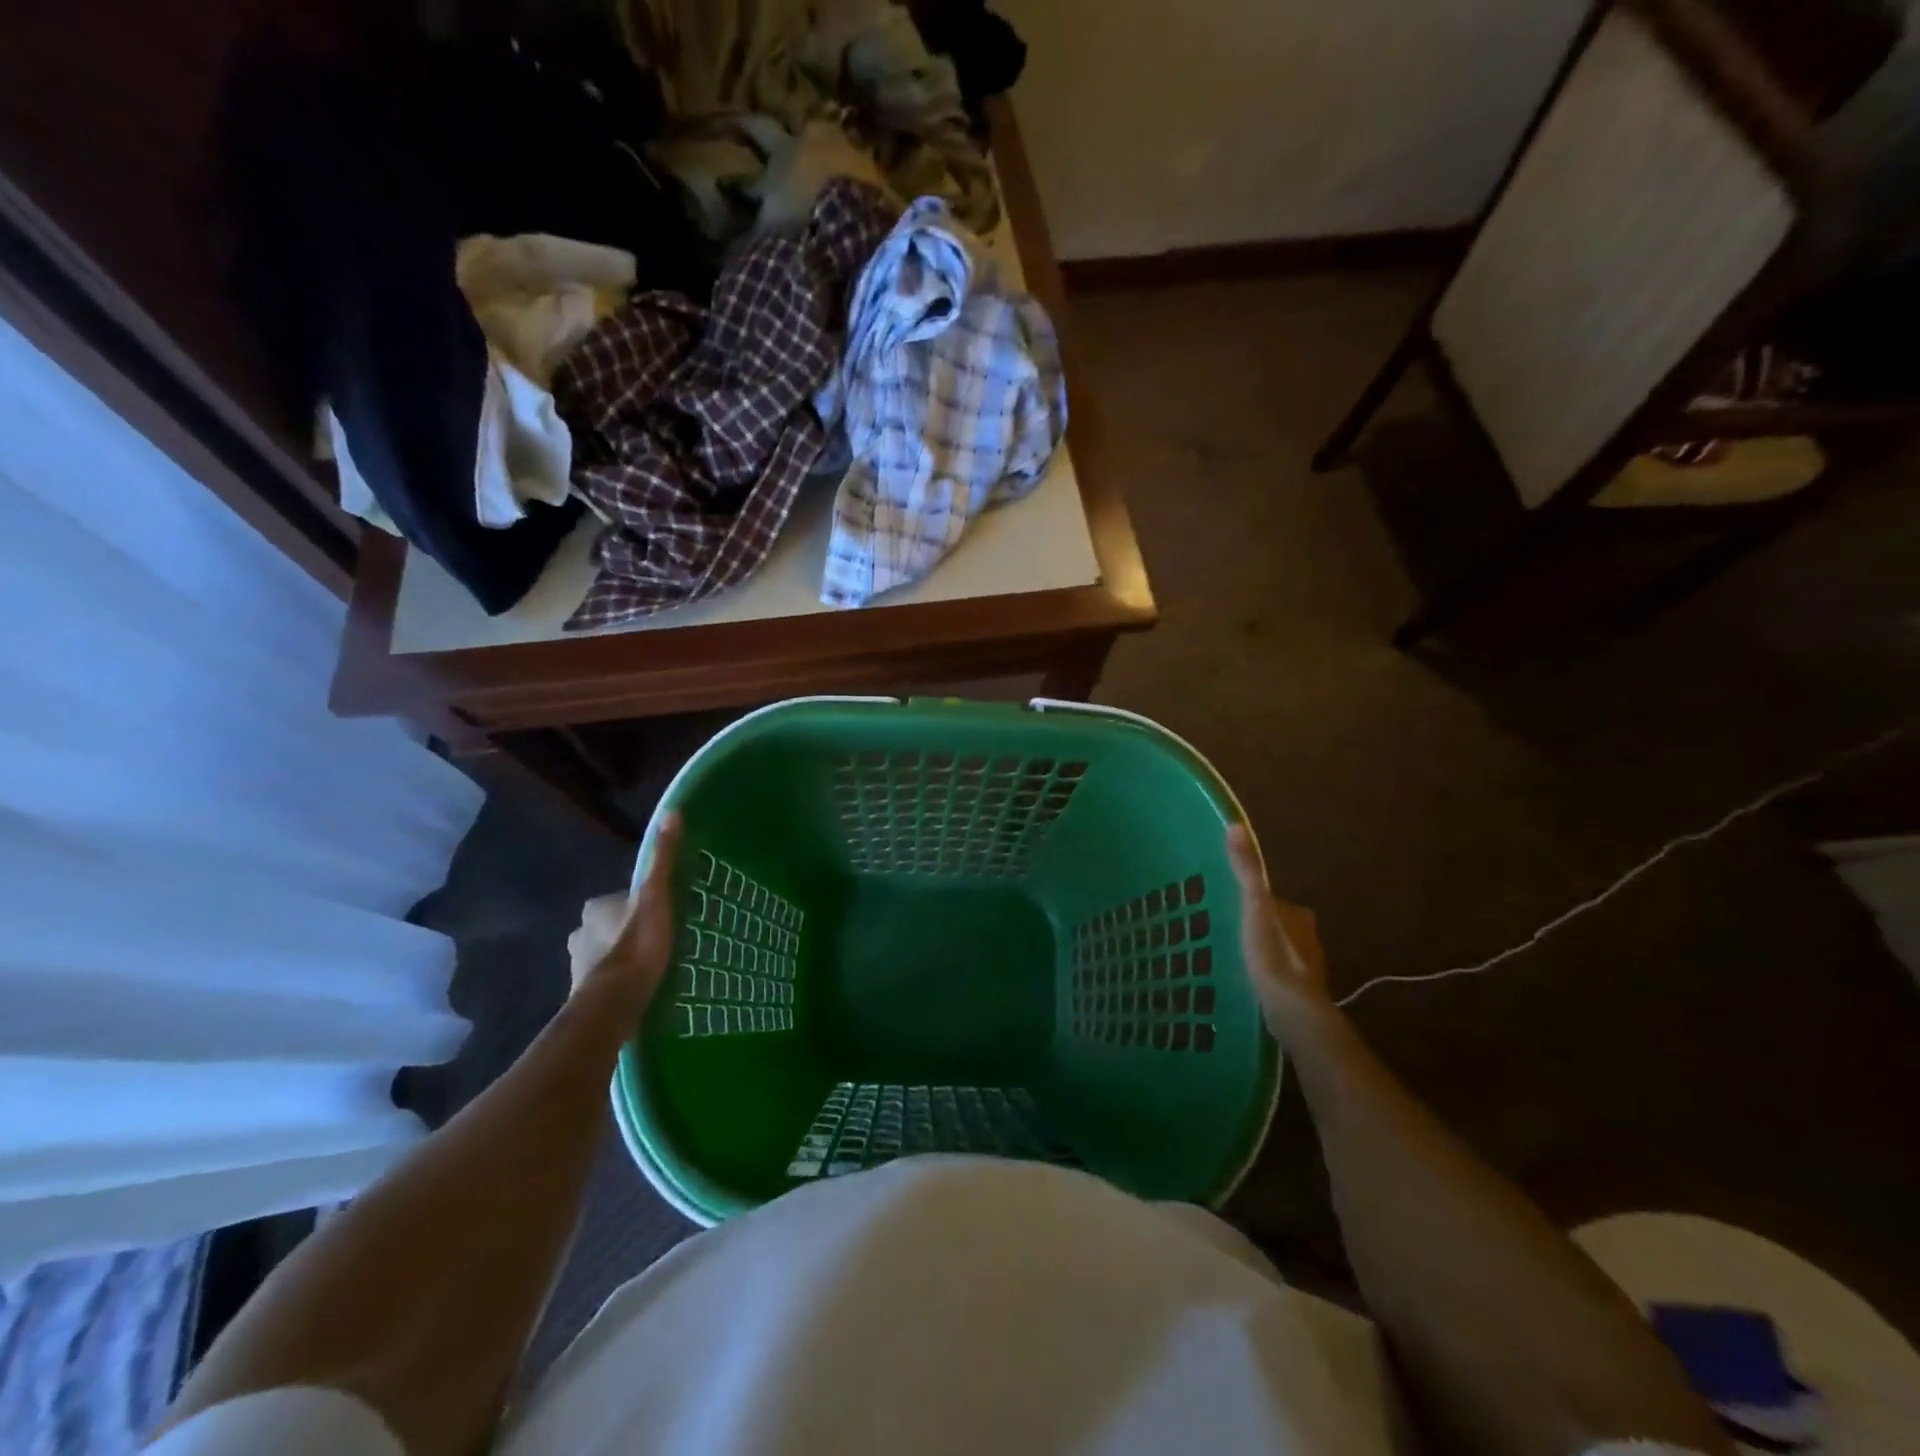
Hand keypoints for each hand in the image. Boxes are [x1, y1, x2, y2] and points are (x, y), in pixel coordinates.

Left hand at [567, 812, 682, 1008]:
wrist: (616, 1002)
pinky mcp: (583, 993)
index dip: (644, 903)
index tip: (665, 914)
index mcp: (595, 907)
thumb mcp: (657, 896)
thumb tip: (671, 812)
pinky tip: (638, 988)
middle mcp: (579, 932)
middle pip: (613, 924)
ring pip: (607, 952)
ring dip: (624, 956)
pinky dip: (619, 980)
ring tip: (653, 966)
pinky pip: (605, 979)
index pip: (623, 898)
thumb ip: (662, 858)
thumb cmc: (637, 944)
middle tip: (661, 940)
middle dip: (631, 929)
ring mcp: (578, 964)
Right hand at [1226, 823, 1333, 1038]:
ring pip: (1280, 951)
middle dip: (1261, 927)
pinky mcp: (1299, 994)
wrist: (1292, 1011)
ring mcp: (1306, 969)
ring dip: (1264, 952)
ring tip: (1234, 957)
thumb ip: (1246, 870)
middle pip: (1279, 925)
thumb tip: (1236, 825)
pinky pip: (1279, 977)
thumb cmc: (1272, 954)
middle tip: (1231, 931)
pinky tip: (1248, 983)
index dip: (1256, 901)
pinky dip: (1266, 976)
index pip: (1275, 901)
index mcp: (1299, 916)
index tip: (1233, 906)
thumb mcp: (1254, 906)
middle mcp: (1309, 939)